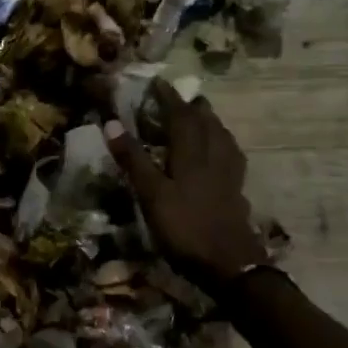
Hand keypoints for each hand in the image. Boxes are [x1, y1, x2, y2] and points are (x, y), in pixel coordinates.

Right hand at [103, 79, 264, 293]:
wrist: (230, 265)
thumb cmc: (185, 229)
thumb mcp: (151, 195)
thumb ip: (133, 160)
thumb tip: (111, 122)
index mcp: (192, 154)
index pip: (180, 116)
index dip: (168, 98)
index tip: (157, 82)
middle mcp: (214, 157)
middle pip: (206, 123)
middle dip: (192, 106)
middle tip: (180, 97)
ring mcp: (229, 175)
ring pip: (222, 137)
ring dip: (210, 122)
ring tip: (202, 116)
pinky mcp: (236, 192)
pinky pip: (231, 156)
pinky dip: (222, 144)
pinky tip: (221, 153)